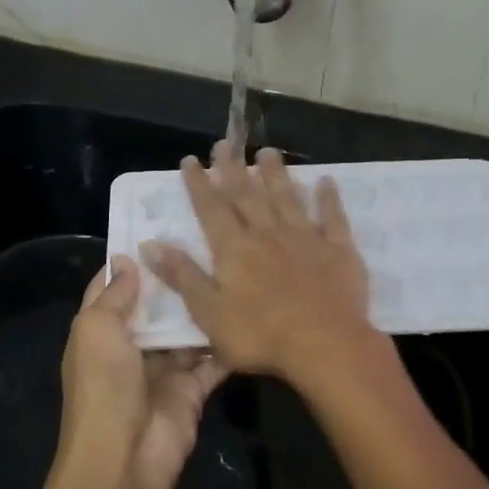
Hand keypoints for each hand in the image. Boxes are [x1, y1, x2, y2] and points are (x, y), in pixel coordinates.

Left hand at [60, 257, 230, 488]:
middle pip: (155, 308)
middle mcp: (130, 347)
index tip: (157, 228)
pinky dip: (226, 343)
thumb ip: (115, 294)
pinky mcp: (192, 390)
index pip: (111, 288)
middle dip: (174, 280)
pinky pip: (213, 361)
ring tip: (232, 268)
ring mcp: (163, 370)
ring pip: (186, 331)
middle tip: (207, 242)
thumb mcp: (96, 329)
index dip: (129, 261)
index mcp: (100, 332)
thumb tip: (127, 259)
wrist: (126, 456)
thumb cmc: (104, 383)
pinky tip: (247, 310)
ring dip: (203, 307)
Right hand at [142, 143, 375, 386]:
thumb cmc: (260, 336)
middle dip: (233, 168)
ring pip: (287, 197)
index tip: (190, 160)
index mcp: (234, 249)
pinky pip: (332, 217)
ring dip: (275, 174)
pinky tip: (326, 181)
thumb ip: (183, 276)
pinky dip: (328, 198)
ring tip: (267, 151)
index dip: (200, 184)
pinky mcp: (338, 249)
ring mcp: (305, 238)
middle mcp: (267, 234)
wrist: (324, 345)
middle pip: (247, 195)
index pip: (211, 209)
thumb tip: (150, 243)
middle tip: (225, 143)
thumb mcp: (208, 313)